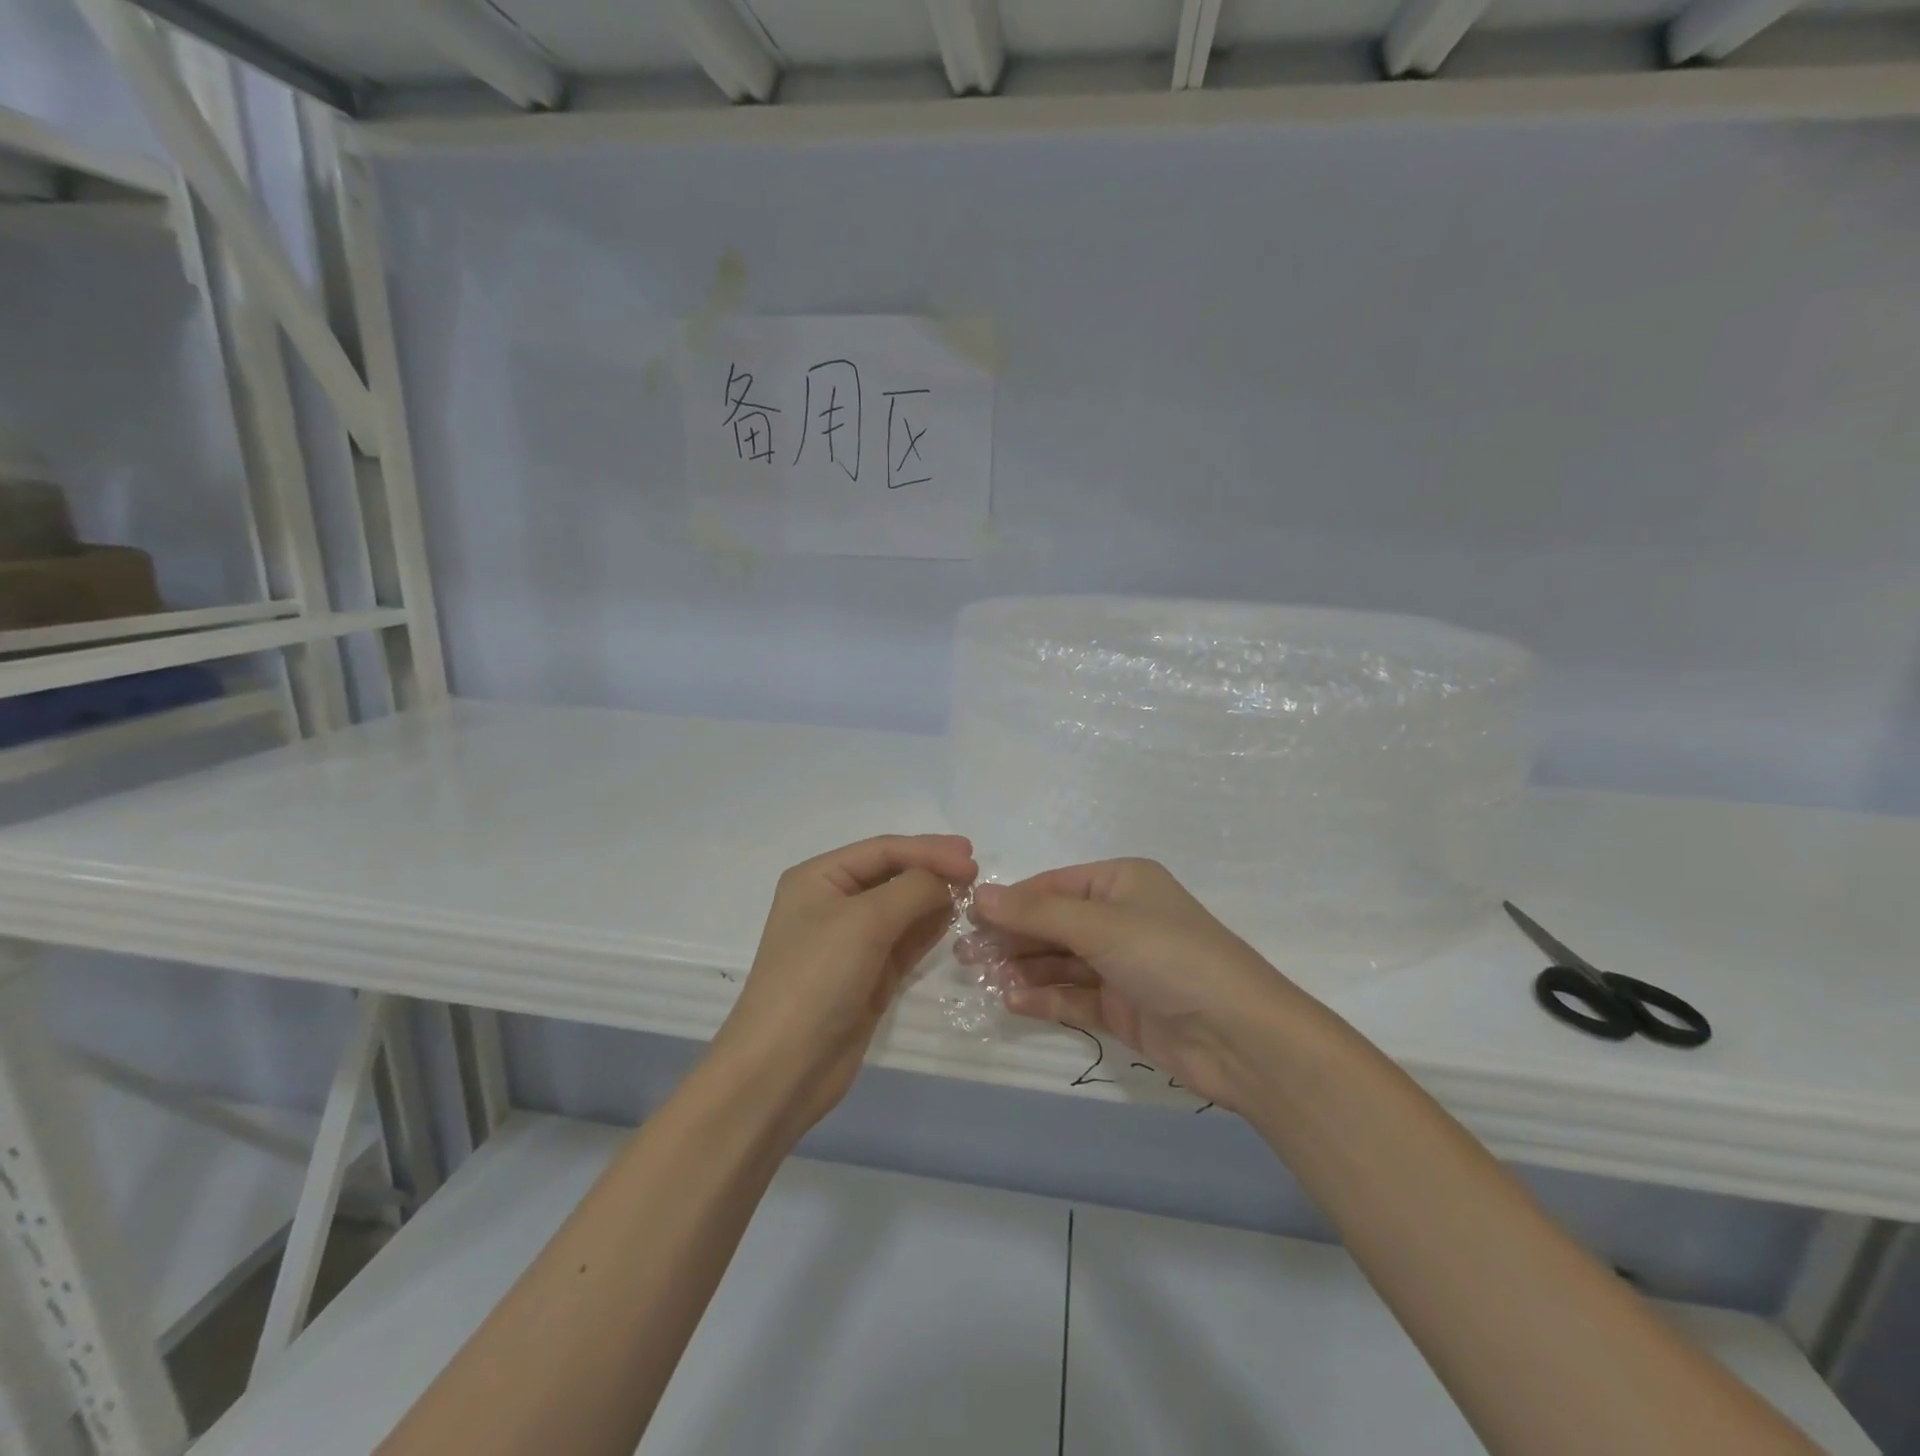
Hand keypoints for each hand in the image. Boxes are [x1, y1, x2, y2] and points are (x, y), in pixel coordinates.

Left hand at [715, 834, 975, 1135]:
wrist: (783, 1069)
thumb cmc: (817, 979)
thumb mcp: (865, 921)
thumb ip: (913, 889)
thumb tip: (948, 880)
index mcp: (818, 878)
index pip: (883, 849)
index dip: (929, 849)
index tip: (973, 858)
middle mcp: (832, 903)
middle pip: (893, 874)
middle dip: (932, 870)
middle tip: (976, 871)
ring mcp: (851, 942)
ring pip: (902, 908)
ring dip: (934, 898)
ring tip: (972, 894)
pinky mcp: (868, 975)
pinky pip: (905, 940)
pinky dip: (928, 928)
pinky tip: (952, 919)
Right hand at [965, 859, 1307, 1111]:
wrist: (1241, 1036)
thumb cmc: (1169, 957)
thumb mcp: (1101, 925)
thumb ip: (1038, 913)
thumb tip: (980, 894)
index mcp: (1121, 882)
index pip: (1053, 886)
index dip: (1011, 901)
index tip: (968, 918)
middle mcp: (1120, 918)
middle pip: (1052, 924)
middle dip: (1011, 937)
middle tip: (964, 955)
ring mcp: (1122, 965)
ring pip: (1060, 961)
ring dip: (1023, 968)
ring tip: (982, 978)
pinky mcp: (1123, 1007)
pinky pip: (1074, 996)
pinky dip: (1045, 997)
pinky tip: (1014, 1000)